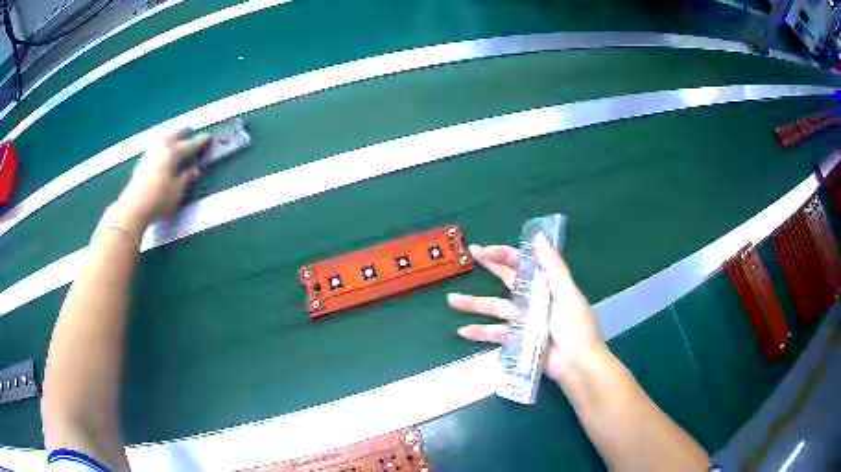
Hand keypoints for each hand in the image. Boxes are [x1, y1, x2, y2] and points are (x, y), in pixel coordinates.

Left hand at [112, 132, 209, 229]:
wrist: (133, 208)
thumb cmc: (159, 200)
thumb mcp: (177, 191)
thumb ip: (187, 177)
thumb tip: (194, 169)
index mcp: (173, 152)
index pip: (190, 144)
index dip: (201, 141)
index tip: (209, 137)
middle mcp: (161, 147)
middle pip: (175, 135)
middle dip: (185, 136)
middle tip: (192, 140)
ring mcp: (150, 152)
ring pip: (164, 138)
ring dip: (172, 138)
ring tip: (177, 143)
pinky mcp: (142, 161)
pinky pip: (156, 146)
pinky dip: (163, 146)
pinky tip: (164, 154)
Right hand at [447, 234, 604, 380]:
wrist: (577, 364)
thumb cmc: (576, 327)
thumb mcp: (567, 294)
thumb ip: (552, 267)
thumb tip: (538, 235)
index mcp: (546, 285)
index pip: (523, 263)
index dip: (504, 254)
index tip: (484, 250)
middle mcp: (532, 299)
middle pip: (507, 279)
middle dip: (489, 266)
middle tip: (469, 253)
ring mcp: (523, 320)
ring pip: (494, 307)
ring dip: (473, 304)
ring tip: (451, 300)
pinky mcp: (517, 339)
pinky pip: (495, 334)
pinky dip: (479, 333)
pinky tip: (463, 331)